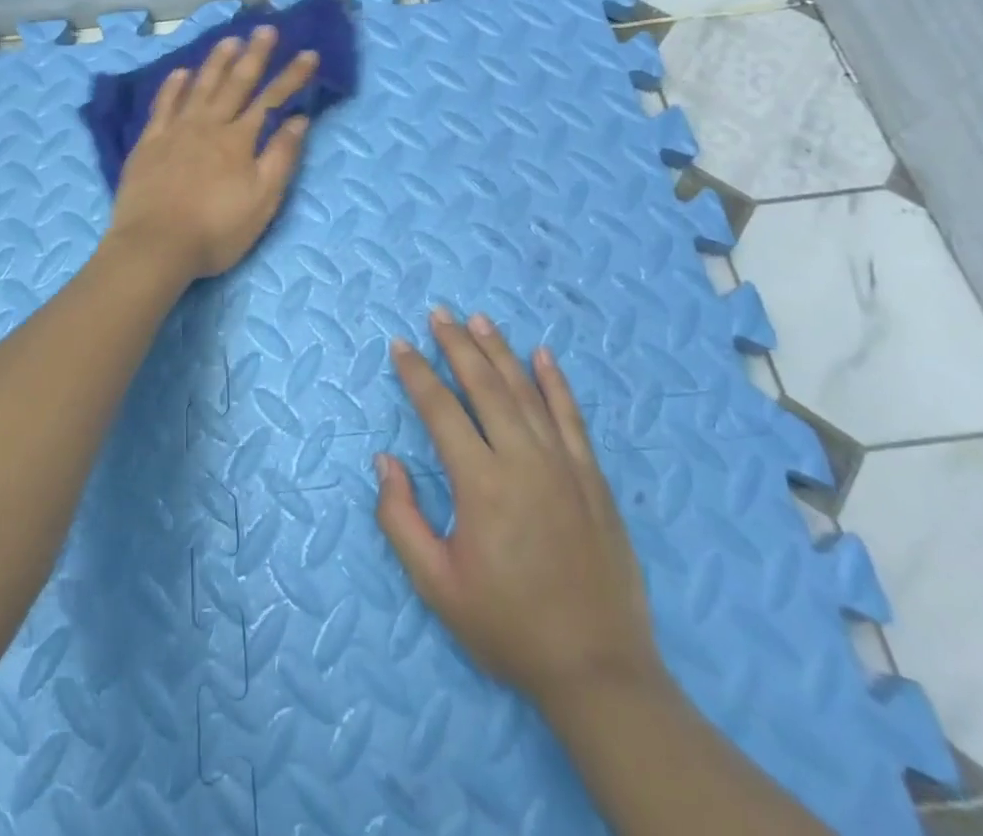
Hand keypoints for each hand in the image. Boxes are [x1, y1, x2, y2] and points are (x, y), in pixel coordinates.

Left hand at [107, 26, 318, 279]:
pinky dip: (173, 86)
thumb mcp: (262, 201)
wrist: (155, 246)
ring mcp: (175, 131)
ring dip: (216, 61)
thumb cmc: (216, 230)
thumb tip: (299, 120)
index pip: (271, 100)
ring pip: (199, 86)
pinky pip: (163, 105)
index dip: (292, 76)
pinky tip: (181, 72)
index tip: (309, 54)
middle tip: (266, 29)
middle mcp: (208, 125)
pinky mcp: (149, 143)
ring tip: (230, 39)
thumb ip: (280, 157)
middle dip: (255, 55)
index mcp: (239, 140)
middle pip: (235, 83)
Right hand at [375, 309, 666, 707]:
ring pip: (526, 391)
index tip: (400, 345)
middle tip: (439, 313)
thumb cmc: (507, 627)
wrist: (597, 669)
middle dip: (458, 345)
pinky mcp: (592, 477)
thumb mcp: (437, 586)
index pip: (441, 411)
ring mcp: (563, 465)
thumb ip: (401, 519)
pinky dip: (556, 382)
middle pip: (485, 386)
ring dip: (500, 351)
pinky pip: (571, 416)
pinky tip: (543, 355)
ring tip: (479, 320)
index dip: (418, 374)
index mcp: (481, 484)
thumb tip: (385, 461)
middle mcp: (523, 460)